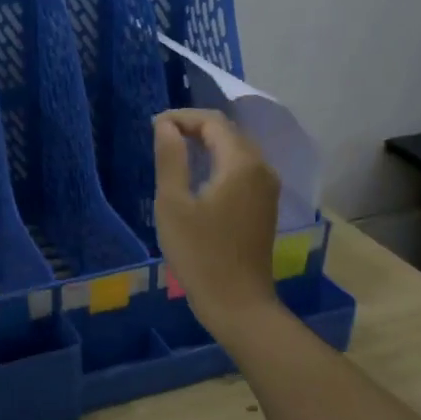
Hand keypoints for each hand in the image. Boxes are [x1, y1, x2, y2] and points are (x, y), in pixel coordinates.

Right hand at [153, 109, 281, 337]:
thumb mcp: (173, 204)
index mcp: (241, 163)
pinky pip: (242, 169)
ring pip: (237, 150)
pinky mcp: (265, 206)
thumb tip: (166, 125)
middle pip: (229, 132)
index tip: (153, 126)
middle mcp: (262, 168)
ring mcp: (268, 188)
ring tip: (175, 151)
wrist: (237, 302)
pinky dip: (219, 162)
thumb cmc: (199, 253)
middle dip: (195, 127)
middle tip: (160, 136)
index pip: (213, 122)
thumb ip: (170, 158)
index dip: (182, 117)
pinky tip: (198, 176)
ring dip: (208, 144)